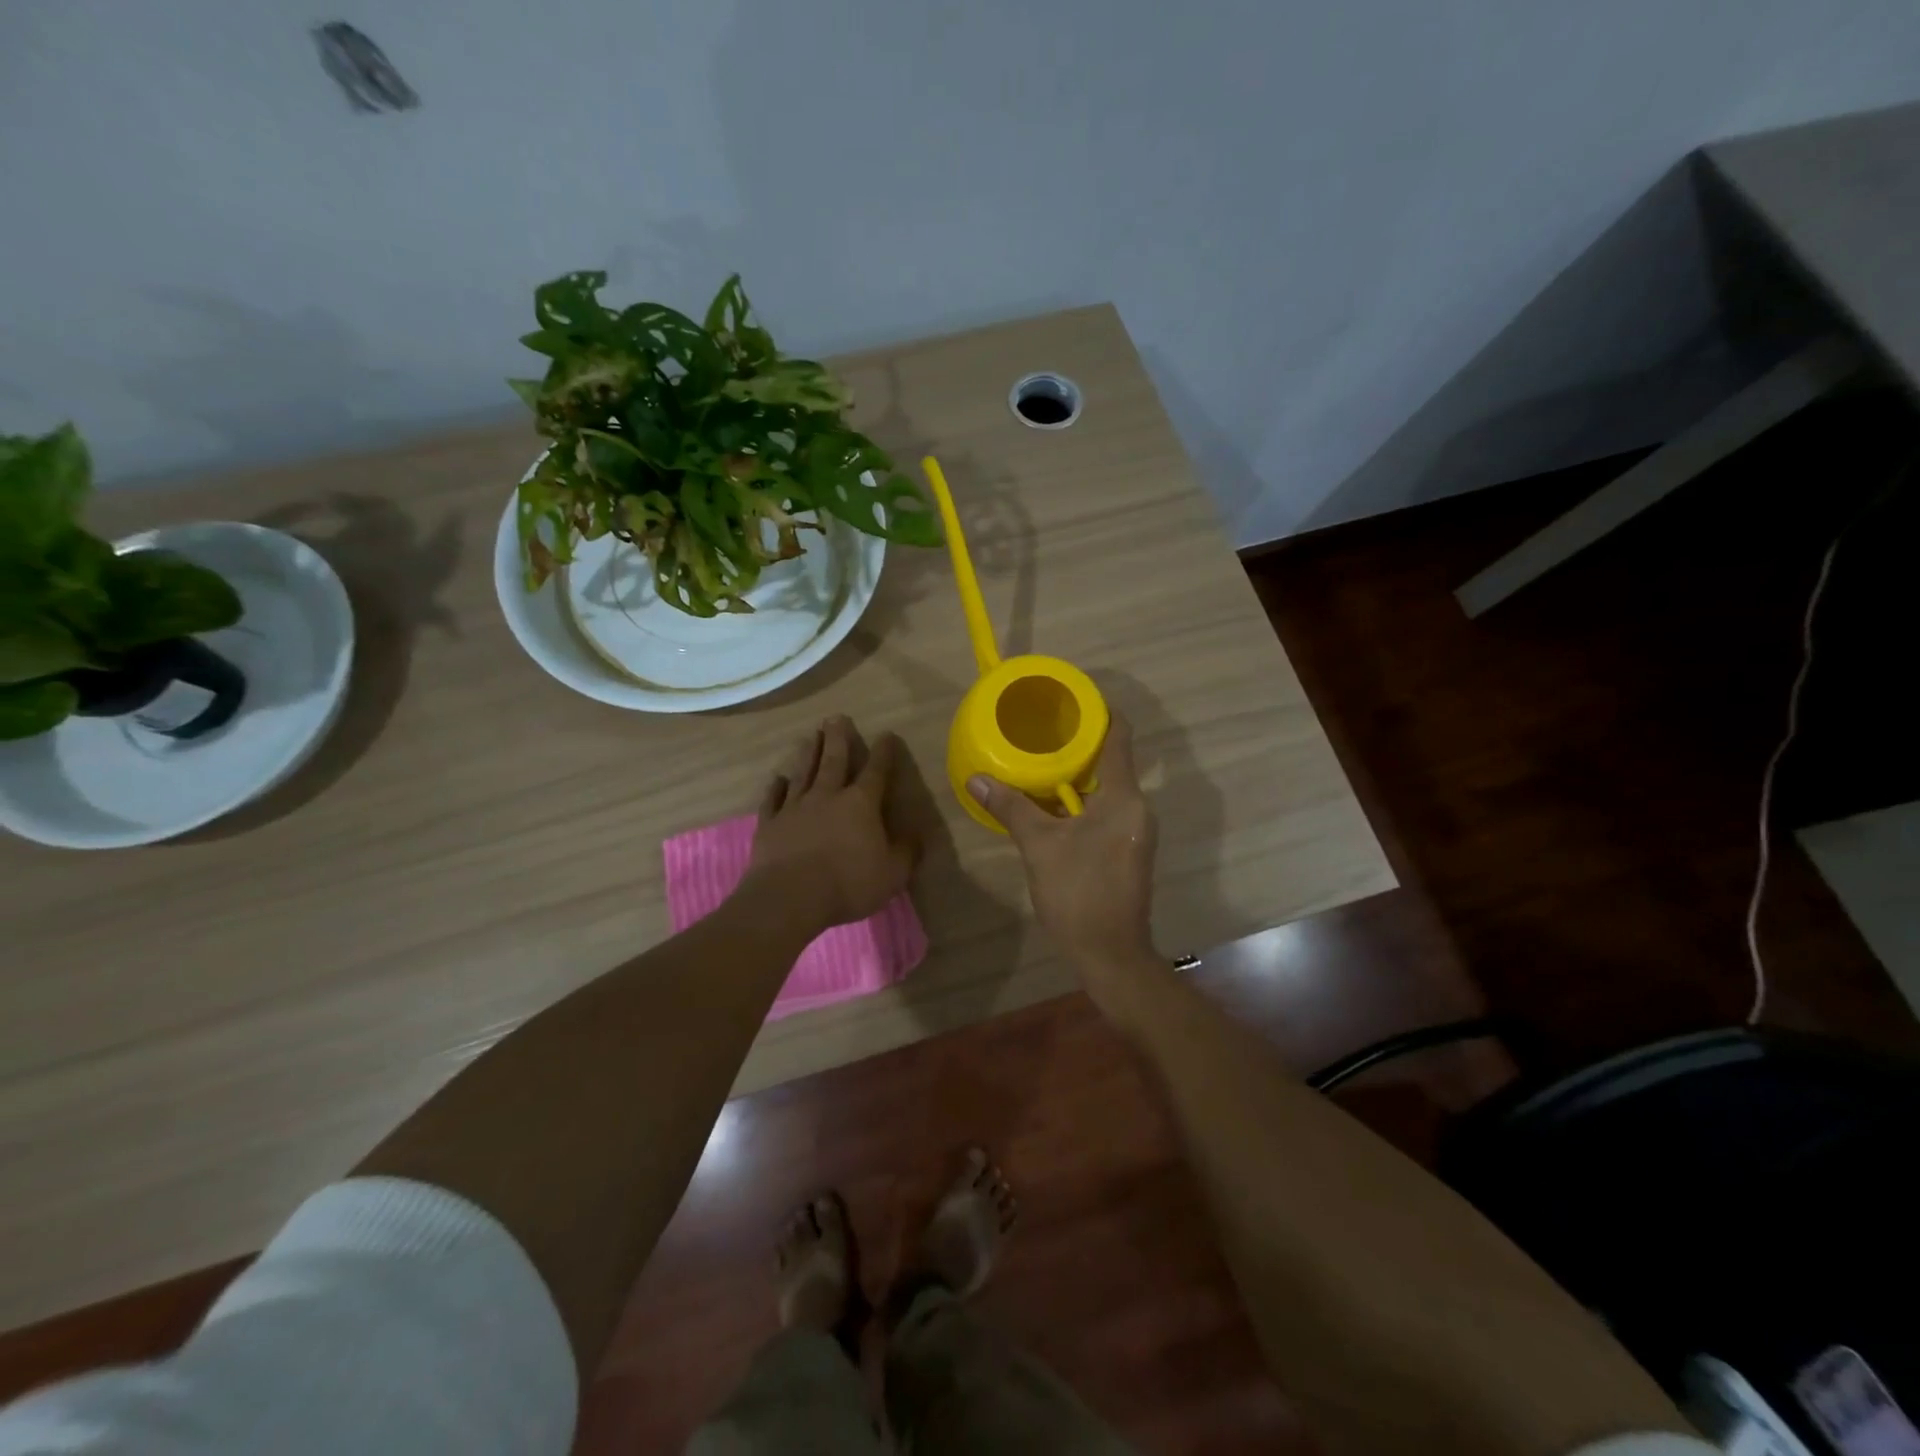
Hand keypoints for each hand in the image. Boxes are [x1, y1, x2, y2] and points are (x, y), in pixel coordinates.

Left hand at [744, 716, 917, 936]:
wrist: (789, 897)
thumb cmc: (848, 884)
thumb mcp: (892, 874)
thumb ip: (906, 852)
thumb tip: (917, 835)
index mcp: (860, 804)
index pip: (876, 771)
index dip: (883, 752)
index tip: (886, 734)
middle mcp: (827, 796)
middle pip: (834, 760)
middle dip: (838, 738)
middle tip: (836, 717)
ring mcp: (795, 807)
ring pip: (803, 772)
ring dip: (809, 753)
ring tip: (811, 736)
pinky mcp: (770, 823)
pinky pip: (773, 799)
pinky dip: (776, 787)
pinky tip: (778, 779)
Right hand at [967, 714, 1159, 996]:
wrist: (1110, 952)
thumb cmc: (1078, 893)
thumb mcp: (1039, 846)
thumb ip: (1011, 807)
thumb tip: (977, 777)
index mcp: (1123, 798)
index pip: (1120, 737)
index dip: (1100, 711)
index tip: (1072, 698)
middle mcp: (1138, 808)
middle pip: (1113, 760)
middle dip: (1080, 744)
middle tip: (1043, 730)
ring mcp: (1137, 830)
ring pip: (1109, 788)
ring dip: (1080, 774)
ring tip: (1042, 762)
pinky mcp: (1130, 849)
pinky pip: (1108, 809)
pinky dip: (1083, 800)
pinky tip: (1054, 804)